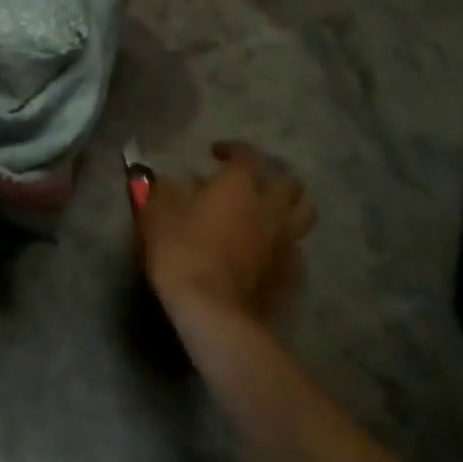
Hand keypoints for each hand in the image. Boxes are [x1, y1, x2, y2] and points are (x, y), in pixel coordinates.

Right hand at [137, 142, 314, 327]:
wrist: (214, 312)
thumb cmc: (182, 252)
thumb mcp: (158, 214)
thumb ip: (165, 190)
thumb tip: (171, 181)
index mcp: (240, 185)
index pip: (246, 154)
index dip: (232, 149)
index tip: (215, 153)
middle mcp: (270, 207)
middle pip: (289, 182)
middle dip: (272, 177)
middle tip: (251, 183)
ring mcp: (286, 243)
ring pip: (304, 214)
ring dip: (288, 208)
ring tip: (267, 213)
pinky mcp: (291, 275)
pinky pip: (296, 250)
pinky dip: (284, 245)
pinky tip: (267, 252)